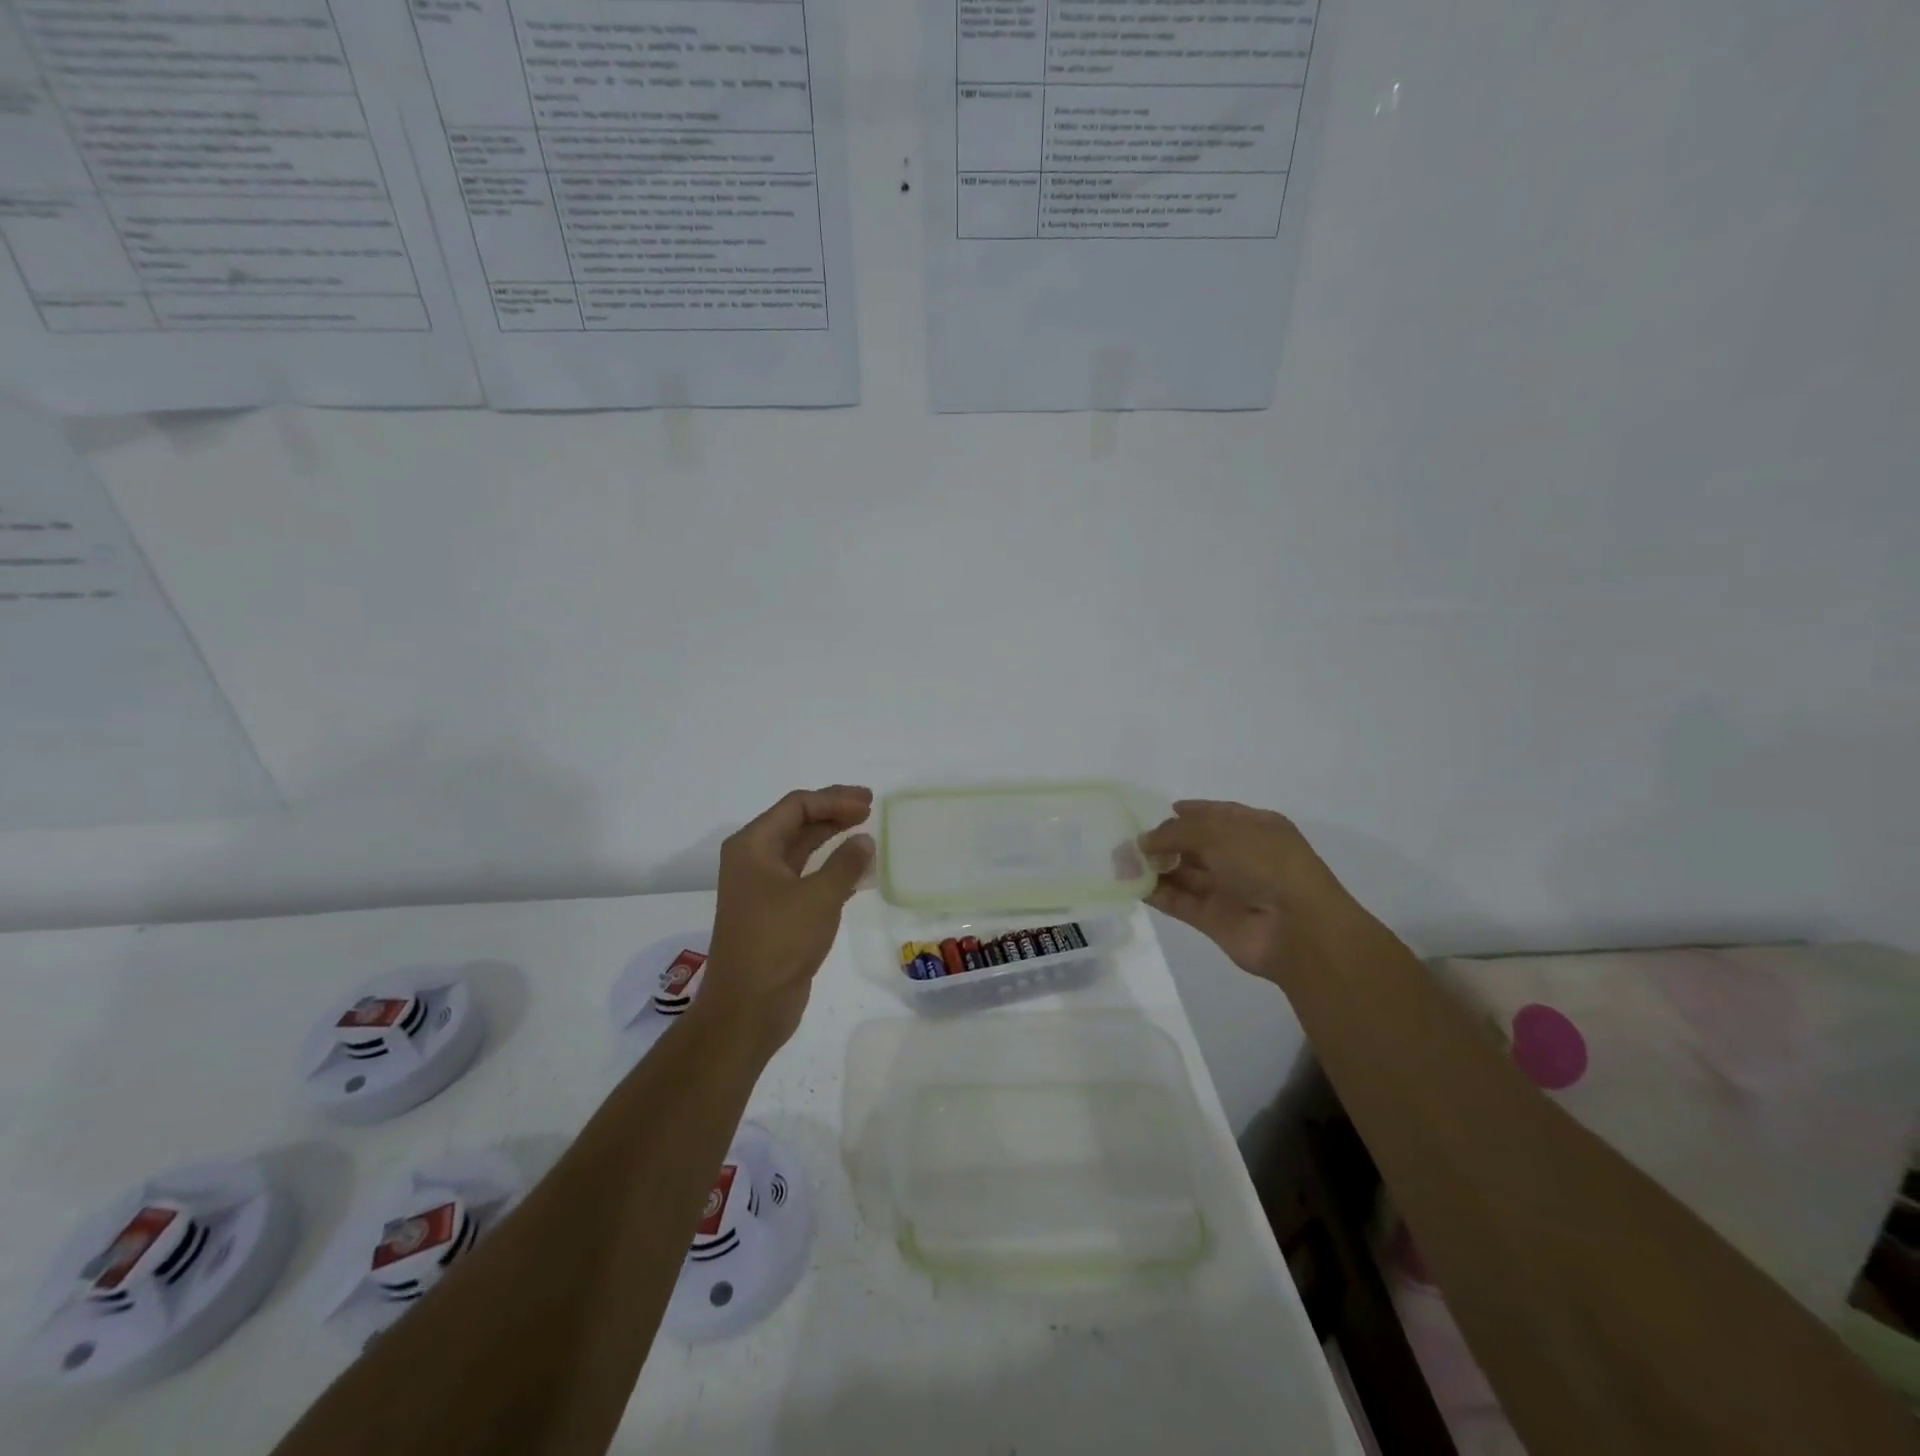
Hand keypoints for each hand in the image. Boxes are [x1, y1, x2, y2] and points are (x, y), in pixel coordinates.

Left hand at [695, 785, 874, 1056]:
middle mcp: (753, 861)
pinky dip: (829, 868)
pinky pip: (804, 877)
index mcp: (753, 846)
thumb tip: (864, 841)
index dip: (834, 799)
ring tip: (865, 833)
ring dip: (832, 839)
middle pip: (796, 823)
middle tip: (869, 808)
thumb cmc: (779, 942)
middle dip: (833, 813)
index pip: (796, 806)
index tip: (868, 803)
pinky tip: (856, 872)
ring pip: (801, 850)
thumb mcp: (819, 897)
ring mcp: (762, 888)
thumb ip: (845, 864)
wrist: (748, 1006)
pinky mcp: (774, 913)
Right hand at [1139, 800, 1341, 982]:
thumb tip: (1144, 841)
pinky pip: (1178, 901)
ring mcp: (1227, 889)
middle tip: (1126, 840)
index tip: (1150, 814)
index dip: (1184, 813)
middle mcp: (1241, 856)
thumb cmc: (1265, 863)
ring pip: (1183, 873)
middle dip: (1162, 841)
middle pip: (1194, 844)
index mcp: (1254, 828)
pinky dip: (1156, 892)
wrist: (1297, 928)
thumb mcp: (1219, 832)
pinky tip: (1130, 883)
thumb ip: (1176, 832)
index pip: (1213, 814)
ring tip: (1120, 860)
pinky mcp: (1212, 919)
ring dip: (1154, 866)